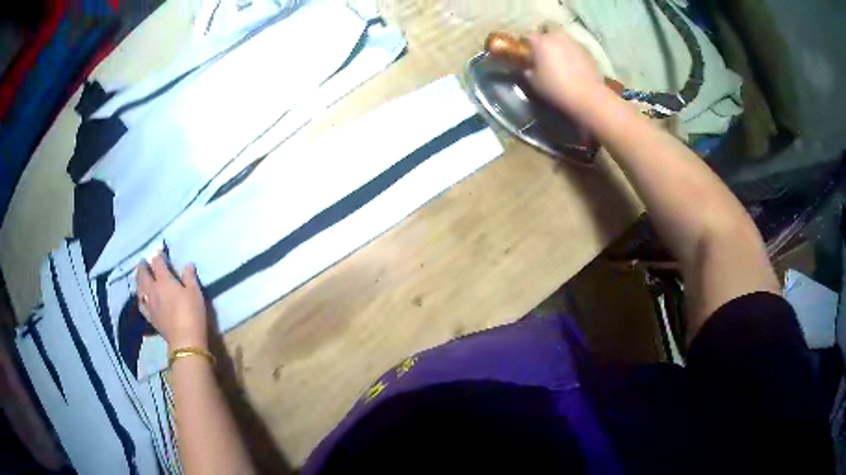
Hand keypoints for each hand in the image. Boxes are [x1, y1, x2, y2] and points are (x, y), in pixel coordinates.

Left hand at [136, 255, 208, 350]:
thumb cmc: (192, 313)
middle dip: (143, 266)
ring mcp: (149, 304)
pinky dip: (139, 297)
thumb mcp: (195, 292)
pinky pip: (141, 304)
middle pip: (143, 274)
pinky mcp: (150, 317)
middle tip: (143, 262)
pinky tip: (141, 297)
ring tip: (140, 277)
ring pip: (139, 288)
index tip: (159, 252)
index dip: (158, 255)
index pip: (157, 263)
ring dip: (138, 280)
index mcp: (164, 281)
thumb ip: (190, 277)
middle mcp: (153, 289)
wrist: (185, 340)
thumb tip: (187, 265)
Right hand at [525, 30, 602, 113]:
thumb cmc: (556, 88)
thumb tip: (530, 68)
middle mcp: (557, 36)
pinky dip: (573, 53)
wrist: (587, 95)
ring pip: (563, 39)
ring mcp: (574, 42)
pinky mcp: (587, 50)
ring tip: (561, 60)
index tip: (530, 57)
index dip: (529, 46)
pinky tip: (574, 66)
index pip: (529, 37)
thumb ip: (530, 71)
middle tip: (546, 54)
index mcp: (540, 42)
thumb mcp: (535, 83)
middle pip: (548, 32)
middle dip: (546, 40)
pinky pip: (575, 48)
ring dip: (560, 46)